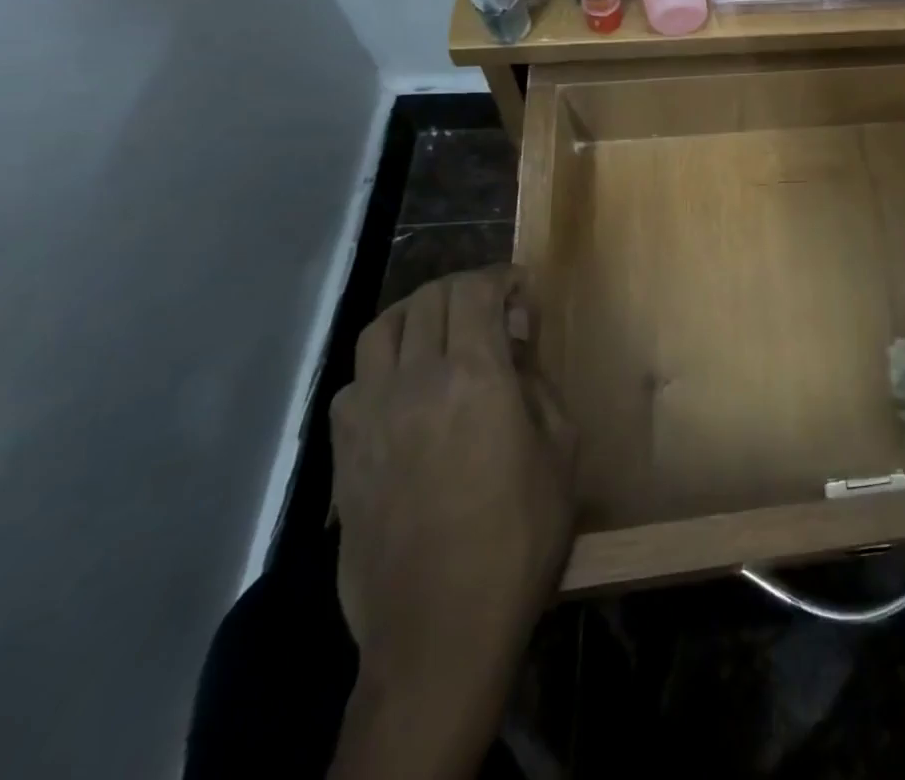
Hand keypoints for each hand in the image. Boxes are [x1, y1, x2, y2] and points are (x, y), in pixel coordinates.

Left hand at [327, 267, 575, 775]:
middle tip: (493, 309)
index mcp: (474, 375)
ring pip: (381, 329)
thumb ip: (539, 386)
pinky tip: (406, 389)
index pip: (474, 291)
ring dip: (418, 315)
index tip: (522, 288)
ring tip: (444, 332)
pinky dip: (383, 364)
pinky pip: (355, 382)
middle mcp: (414, 382)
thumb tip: (515, 351)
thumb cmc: (519, 536)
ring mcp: (370, 417)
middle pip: (428, 300)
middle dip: (465, 289)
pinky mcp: (343, 455)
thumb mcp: (561, 450)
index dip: (501, 277)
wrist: (440, 628)